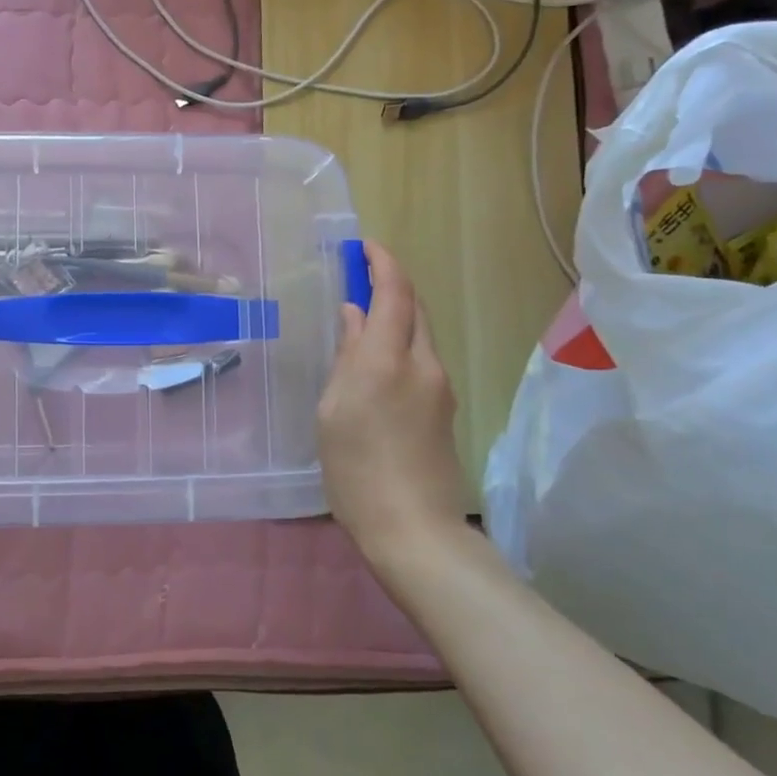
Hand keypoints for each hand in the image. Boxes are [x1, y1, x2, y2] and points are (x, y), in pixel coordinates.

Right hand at [316, 242, 468, 567]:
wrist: (414, 529)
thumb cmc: (356, 469)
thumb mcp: (333, 409)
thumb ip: (346, 355)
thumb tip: (352, 316)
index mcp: (386, 359)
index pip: (394, 293)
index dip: (382, 262)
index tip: (363, 246)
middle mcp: (422, 363)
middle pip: (414, 306)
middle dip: (391, 282)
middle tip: (359, 274)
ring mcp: (439, 385)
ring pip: (421, 331)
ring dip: (397, 312)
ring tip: (363, 313)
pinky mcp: (444, 407)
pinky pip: (422, 356)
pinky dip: (401, 339)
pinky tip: (378, 356)